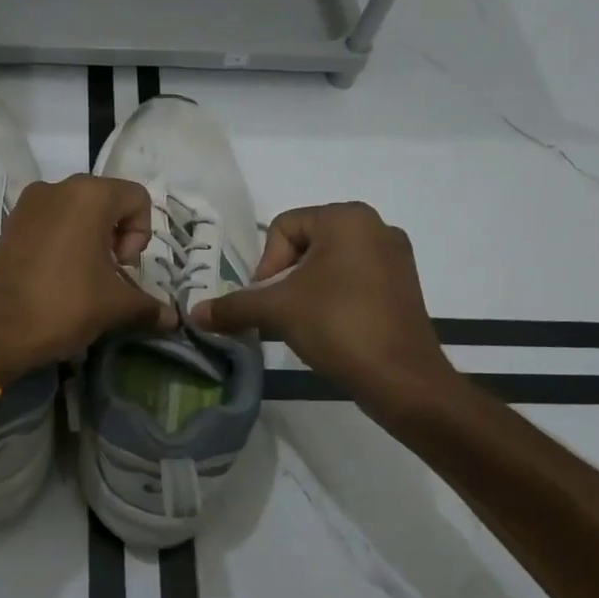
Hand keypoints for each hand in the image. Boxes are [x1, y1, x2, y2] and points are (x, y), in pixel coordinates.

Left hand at [0, 174, 173, 380]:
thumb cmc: (64, 305)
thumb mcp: (115, 306)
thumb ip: (148, 305)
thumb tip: (173, 319)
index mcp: (90, 194)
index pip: (137, 198)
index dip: (141, 234)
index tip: (123, 267)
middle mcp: (59, 187)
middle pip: (108, 200)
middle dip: (117, 236)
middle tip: (108, 273)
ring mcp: (29, 202)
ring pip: (78, 211)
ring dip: (91, 238)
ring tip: (84, 277)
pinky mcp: (11, 221)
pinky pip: (51, 220)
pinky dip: (64, 240)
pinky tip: (58, 275)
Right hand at [193, 201, 460, 401]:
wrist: (403, 379)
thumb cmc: (338, 326)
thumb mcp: (277, 311)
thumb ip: (233, 306)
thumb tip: (194, 313)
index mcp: (347, 218)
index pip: (283, 228)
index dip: (266, 265)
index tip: (269, 301)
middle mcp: (376, 227)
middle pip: (305, 244)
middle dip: (285, 279)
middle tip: (281, 313)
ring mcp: (395, 257)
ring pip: (329, 265)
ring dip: (307, 290)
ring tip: (304, 324)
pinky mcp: (404, 286)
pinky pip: (355, 281)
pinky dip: (335, 299)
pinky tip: (331, 329)